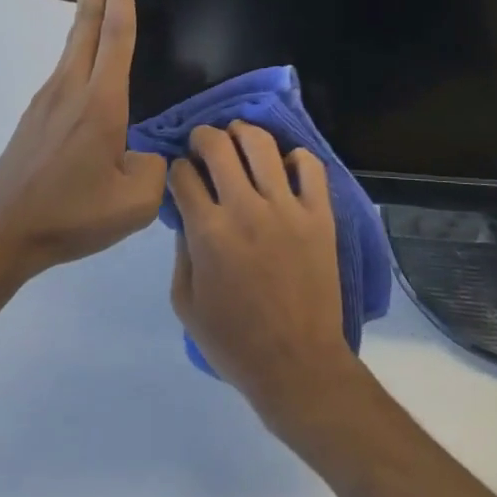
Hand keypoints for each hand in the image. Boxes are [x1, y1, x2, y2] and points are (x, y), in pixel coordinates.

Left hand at [0, 0, 166, 278]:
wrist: (2, 233)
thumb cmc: (71, 216)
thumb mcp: (135, 202)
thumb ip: (158, 167)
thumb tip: (153, 149)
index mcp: (100, 102)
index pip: (116, 33)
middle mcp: (72, 86)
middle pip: (87, 16)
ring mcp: (50, 95)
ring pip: (76, 36)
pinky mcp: (40, 110)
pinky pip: (70, 62)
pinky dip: (85, 37)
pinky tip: (96, 53)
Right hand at [169, 122, 359, 432]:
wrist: (297, 363)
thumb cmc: (234, 341)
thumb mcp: (186, 303)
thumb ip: (181, 251)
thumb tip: (187, 213)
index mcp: (208, 232)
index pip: (183, 175)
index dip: (176, 169)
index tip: (180, 174)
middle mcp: (246, 209)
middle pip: (218, 146)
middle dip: (203, 137)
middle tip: (202, 143)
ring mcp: (287, 208)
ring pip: (262, 144)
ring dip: (243, 133)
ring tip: (238, 138)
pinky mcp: (319, 214)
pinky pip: (310, 166)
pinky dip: (295, 157)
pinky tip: (284, 165)